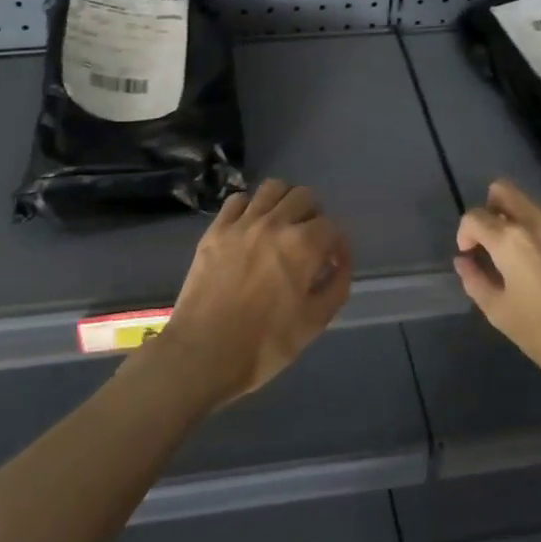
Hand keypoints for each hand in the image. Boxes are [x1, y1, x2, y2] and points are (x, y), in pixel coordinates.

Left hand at [151, 178, 352, 405]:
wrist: (203, 353)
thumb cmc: (264, 344)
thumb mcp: (314, 323)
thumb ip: (335, 287)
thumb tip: (338, 264)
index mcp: (303, 246)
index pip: (332, 226)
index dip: (337, 245)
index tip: (332, 264)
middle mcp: (274, 224)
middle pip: (304, 196)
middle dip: (314, 216)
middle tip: (309, 242)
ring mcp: (241, 224)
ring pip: (272, 188)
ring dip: (284, 202)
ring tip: (282, 226)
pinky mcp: (215, 230)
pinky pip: (237, 200)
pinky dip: (250, 207)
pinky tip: (251, 228)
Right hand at [454, 178, 540, 394]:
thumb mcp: (501, 314)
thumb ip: (476, 281)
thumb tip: (464, 261)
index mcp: (510, 240)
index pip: (475, 217)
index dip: (466, 233)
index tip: (471, 254)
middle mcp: (539, 219)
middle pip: (503, 189)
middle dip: (491, 209)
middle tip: (494, 240)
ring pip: (534, 202)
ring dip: (522, 220)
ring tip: (528, 255)